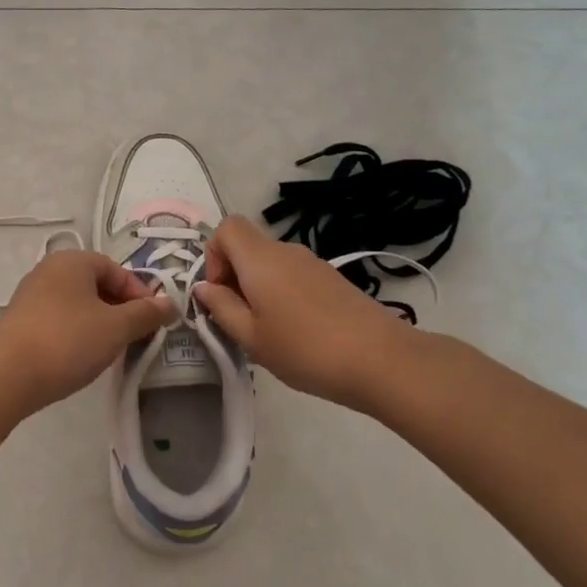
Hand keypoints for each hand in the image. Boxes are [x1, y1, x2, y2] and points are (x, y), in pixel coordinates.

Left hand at [0, 251, 174, 413]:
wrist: (7, 375)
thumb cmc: (67, 341)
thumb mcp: (116, 327)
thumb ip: (146, 313)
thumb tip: (170, 303)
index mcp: (72, 261)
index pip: (116, 269)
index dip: (140, 293)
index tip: (153, 322)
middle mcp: (49, 270)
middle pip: (96, 284)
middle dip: (121, 308)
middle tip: (135, 336)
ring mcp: (31, 295)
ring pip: (78, 303)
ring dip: (100, 322)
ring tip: (111, 349)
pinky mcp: (21, 320)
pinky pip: (60, 318)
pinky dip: (77, 331)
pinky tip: (82, 355)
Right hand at [193, 215, 410, 404]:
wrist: (382, 360)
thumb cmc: (305, 349)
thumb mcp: (251, 337)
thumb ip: (221, 308)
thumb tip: (203, 288)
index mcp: (260, 259)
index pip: (226, 227)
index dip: (213, 255)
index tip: (219, 292)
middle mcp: (285, 251)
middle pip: (247, 247)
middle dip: (233, 277)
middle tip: (239, 320)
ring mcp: (313, 264)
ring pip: (270, 264)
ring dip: (258, 289)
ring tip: (268, 332)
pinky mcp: (332, 280)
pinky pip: (292, 276)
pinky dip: (282, 295)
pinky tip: (296, 332)